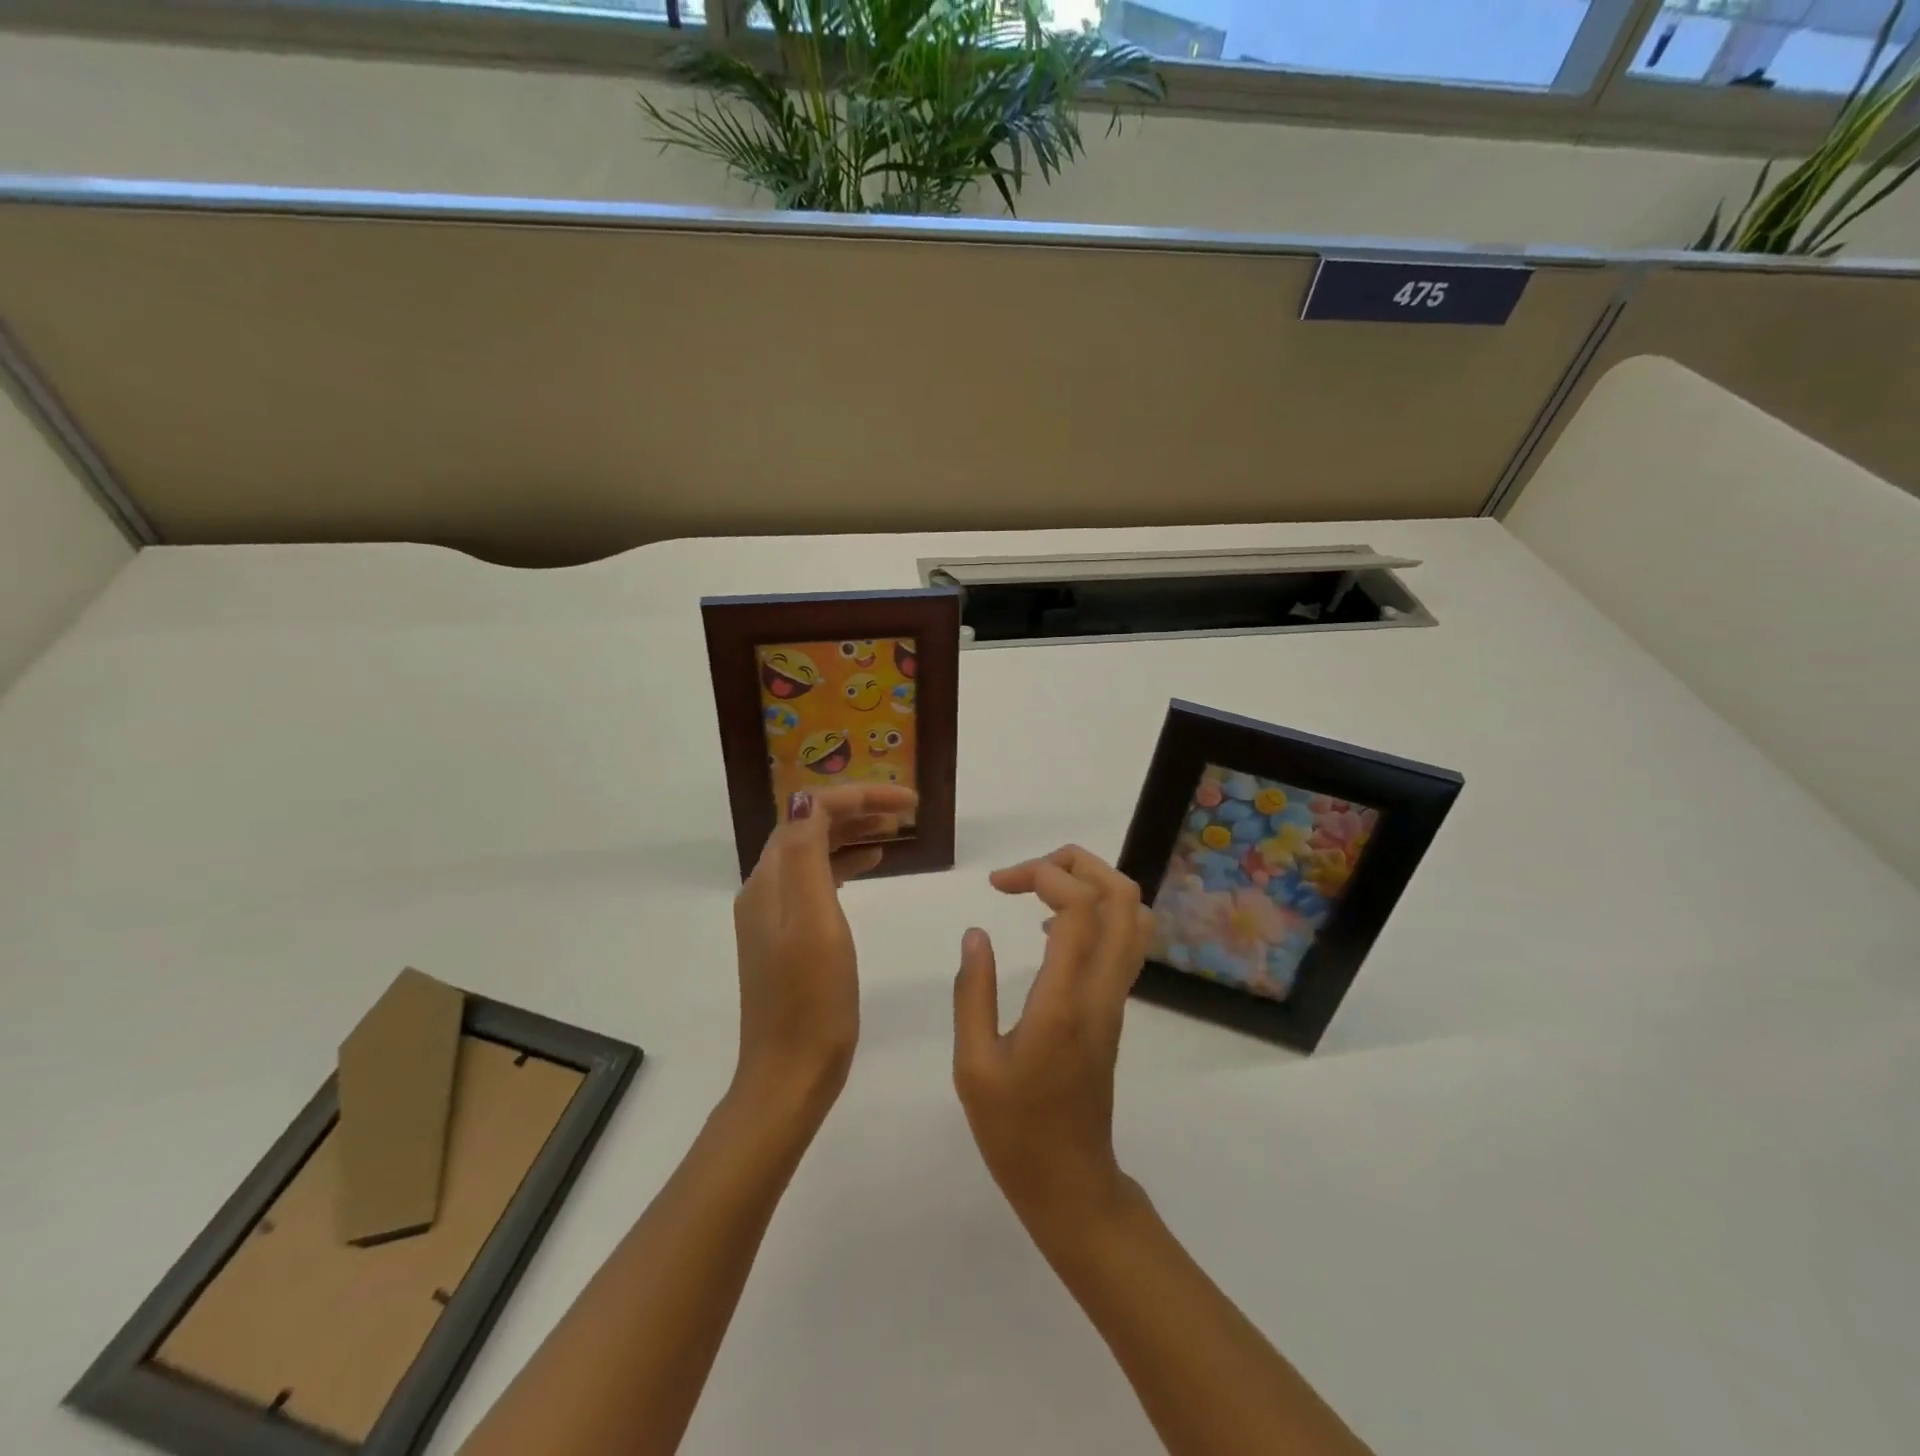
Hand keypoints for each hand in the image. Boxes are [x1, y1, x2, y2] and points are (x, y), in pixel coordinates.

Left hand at [731, 783, 916, 1123]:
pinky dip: (846, 863)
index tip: (907, 802)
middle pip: (810, 827)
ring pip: (814, 852)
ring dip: (853, 833)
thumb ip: (808, 856)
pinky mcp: (788, 936)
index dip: (858, 796)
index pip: (809, 812)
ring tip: (895, 830)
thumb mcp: (814, 922)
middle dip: (857, 808)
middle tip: (907, 811)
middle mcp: (766, 889)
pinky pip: (817, 880)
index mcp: (770, 881)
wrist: (790, 1073)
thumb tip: (807, 798)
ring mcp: (775, 914)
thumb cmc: (811, 999)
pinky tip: (872, 865)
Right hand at [952, 845, 1155, 1236]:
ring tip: (1039, 892)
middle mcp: (1102, 989)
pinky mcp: (1115, 1007)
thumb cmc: (1014, 1130)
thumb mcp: (974, 1065)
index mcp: (1066, 1000)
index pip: (1079, 906)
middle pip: (1121, 894)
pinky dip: (1096, 911)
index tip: (997, 884)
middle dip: (1075, 863)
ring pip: (1132, 913)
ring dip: (1091, 883)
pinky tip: (1049, 930)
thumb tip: (976, 933)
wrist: (1071, 1183)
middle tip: (1025, 875)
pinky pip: (1124, 938)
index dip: (1042, 875)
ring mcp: (1116, 997)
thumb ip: (974, 993)